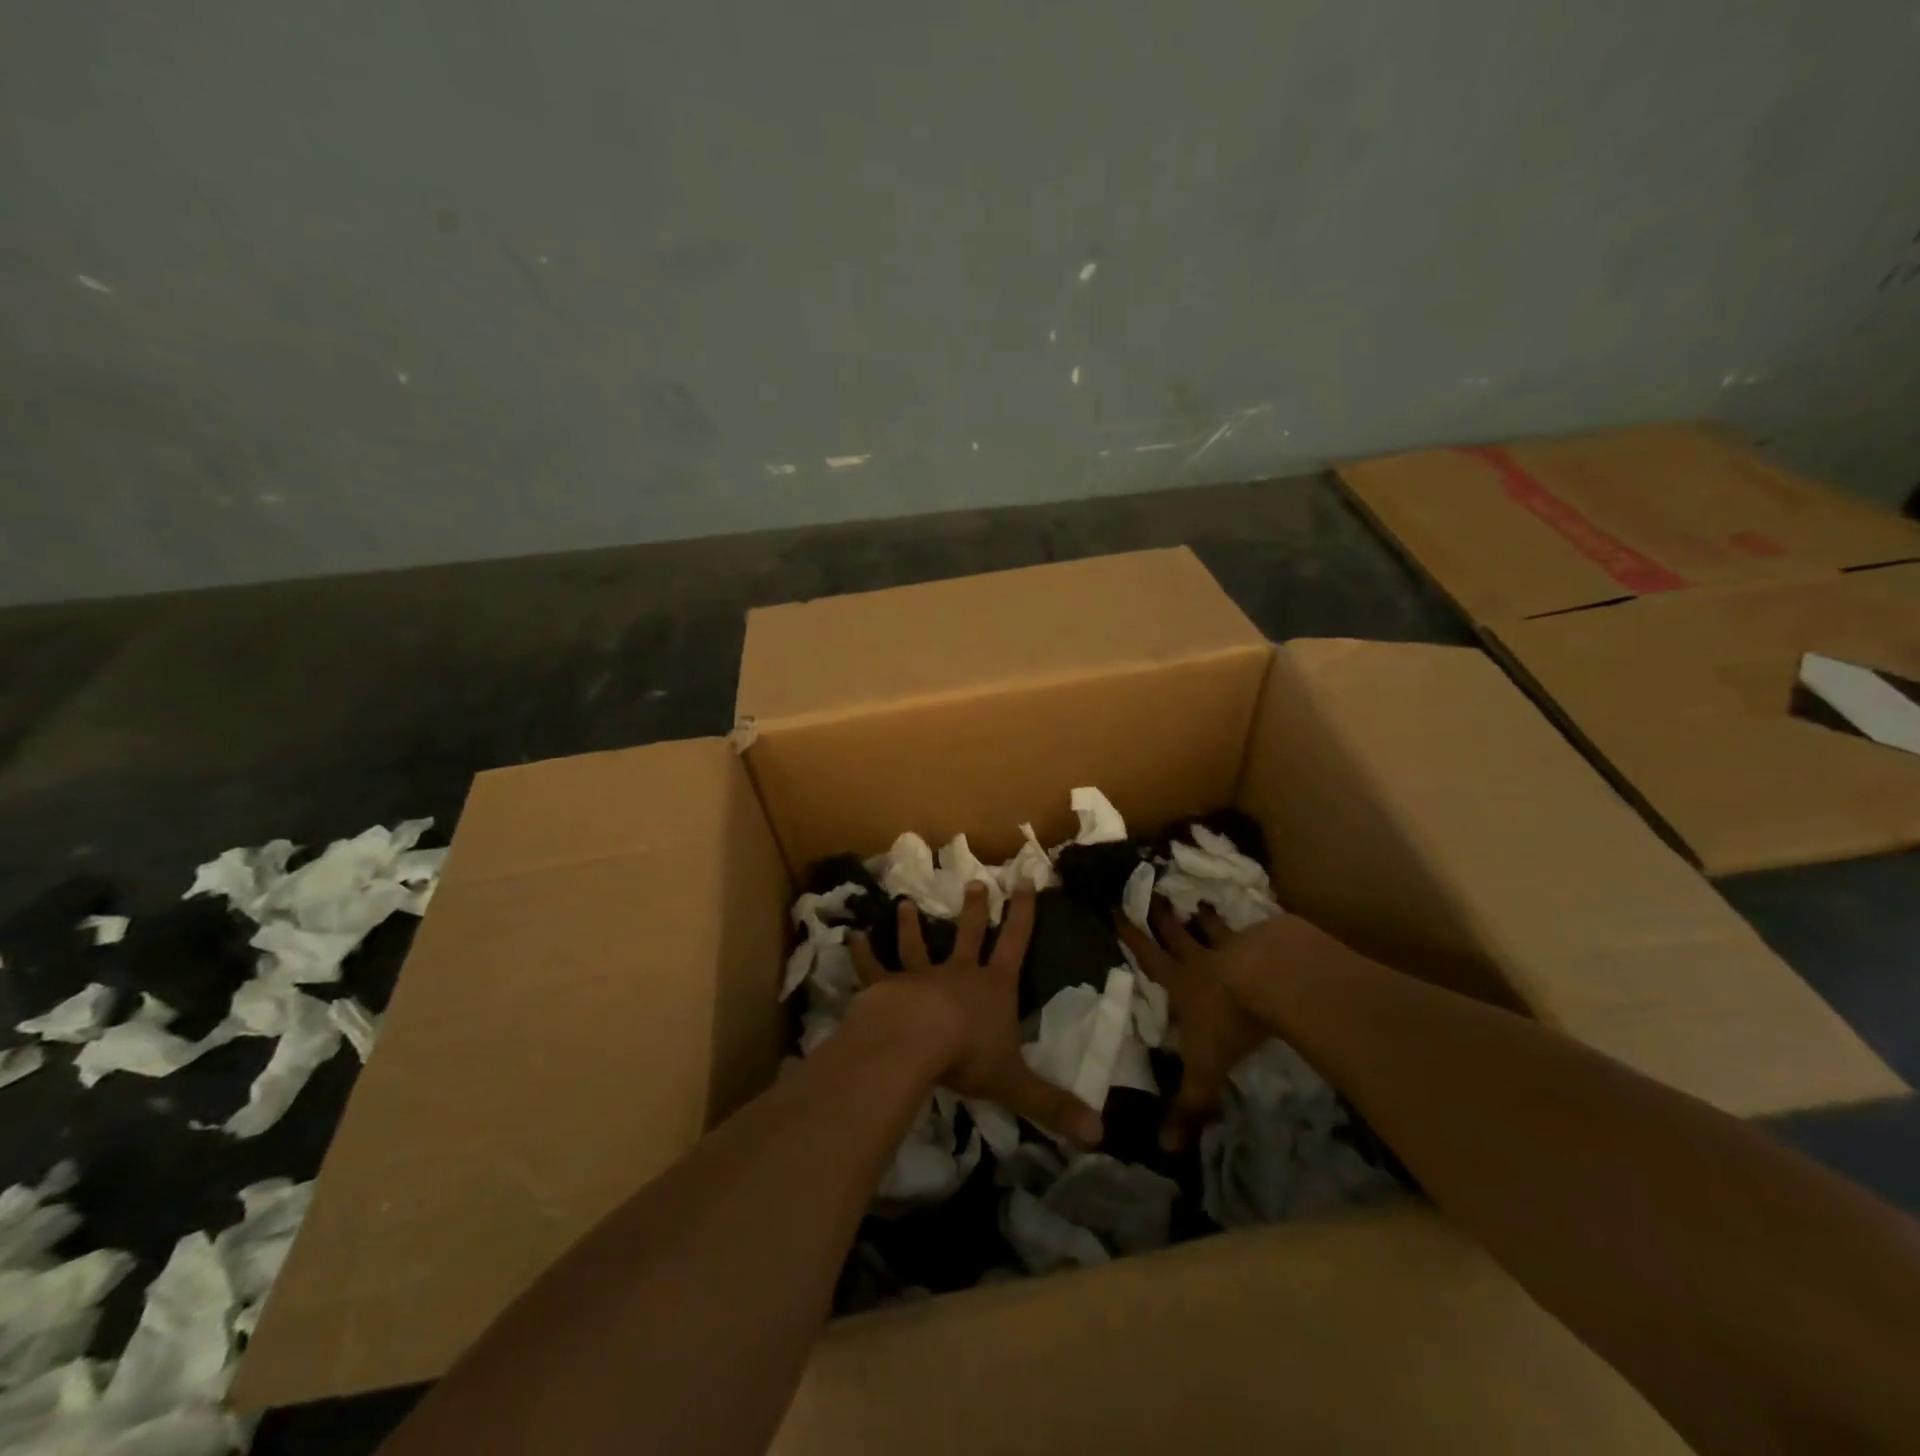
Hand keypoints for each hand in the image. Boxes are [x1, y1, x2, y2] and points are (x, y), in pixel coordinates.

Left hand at [851, 884, 1104, 1145]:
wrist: (915, 1041)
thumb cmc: (968, 1055)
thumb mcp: (1016, 1084)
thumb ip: (1053, 1105)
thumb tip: (1099, 1133)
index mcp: (993, 988)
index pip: (1015, 943)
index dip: (1023, 913)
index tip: (1025, 880)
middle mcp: (958, 974)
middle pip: (968, 934)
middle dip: (974, 909)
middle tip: (975, 881)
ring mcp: (919, 977)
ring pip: (916, 945)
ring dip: (911, 925)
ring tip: (905, 903)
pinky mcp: (885, 987)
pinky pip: (872, 967)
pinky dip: (862, 953)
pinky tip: (852, 936)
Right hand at [1117, 902, 1270, 1150]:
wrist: (1276, 981)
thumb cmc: (1230, 1022)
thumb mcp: (1205, 1069)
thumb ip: (1188, 1104)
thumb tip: (1164, 1151)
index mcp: (1182, 983)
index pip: (1150, 958)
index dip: (1131, 937)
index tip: (1116, 910)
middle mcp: (1204, 959)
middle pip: (1178, 934)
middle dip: (1163, 917)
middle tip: (1154, 895)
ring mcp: (1239, 943)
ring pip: (1216, 927)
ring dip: (1207, 918)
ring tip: (1200, 903)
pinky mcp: (1272, 938)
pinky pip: (1259, 928)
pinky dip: (1257, 924)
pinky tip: (1263, 919)